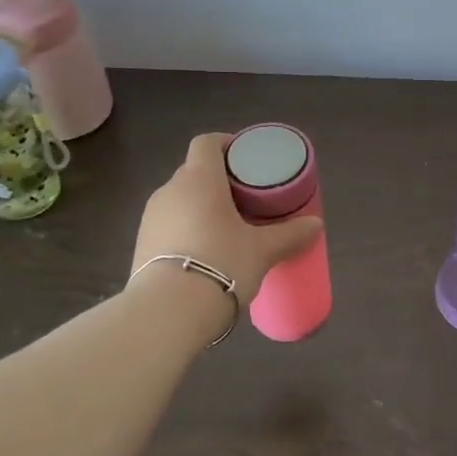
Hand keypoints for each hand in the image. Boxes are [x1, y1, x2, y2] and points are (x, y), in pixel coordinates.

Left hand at [132, 133, 323, 304]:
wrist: (168, 312)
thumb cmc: (221, 264)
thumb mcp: (263, 251)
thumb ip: (290, 234)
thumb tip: (315, 225)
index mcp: (199, 179)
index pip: (206, 143)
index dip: (225, 143)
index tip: (244, 157)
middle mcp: (169, 191)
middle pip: (193, 172)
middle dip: (217, 180)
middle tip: (245, 198)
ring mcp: (150, 218)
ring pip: (180, 200)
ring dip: (200, 207)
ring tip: (226, 228)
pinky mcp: (141, 245)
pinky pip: (168, 225)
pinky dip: (186, 229)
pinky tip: (204, 252)